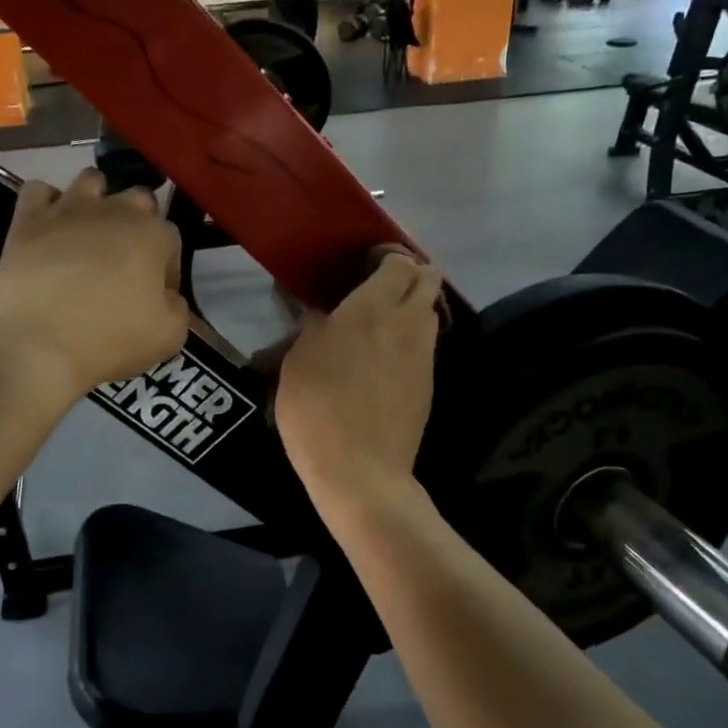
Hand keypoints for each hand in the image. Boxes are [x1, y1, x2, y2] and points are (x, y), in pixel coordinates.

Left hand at [0, 169, 188, 397]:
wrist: (37, 344)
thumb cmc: (109, 340)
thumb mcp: (170, 336)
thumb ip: (178, 306)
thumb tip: (166, 294)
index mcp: (154, 235)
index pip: (172, 238)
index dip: (165, 268)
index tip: (154, 295)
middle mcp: (115, 209)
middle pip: (138, 199)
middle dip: (137, 223)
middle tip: (124, 262)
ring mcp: (69, 208)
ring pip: (92, 180)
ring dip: (97, 200)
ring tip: (88, 234)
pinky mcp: (29, 217)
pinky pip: (39, 190)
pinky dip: (46, 204)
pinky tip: (49, 229)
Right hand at [275, 249, 442, 506]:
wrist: (361, 471)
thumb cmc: (317, 410)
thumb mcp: (297, 363)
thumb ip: (313, 328)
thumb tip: (323, 314)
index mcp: (370, 310)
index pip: (397, 263)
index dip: (385, 257)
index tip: (363, 265)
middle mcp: (406, 324)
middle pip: (427, 279)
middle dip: (410, 274)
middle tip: (378, 288)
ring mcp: (423, 355)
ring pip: (430, 312)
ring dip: (413, 307)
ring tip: (381, 324)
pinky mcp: (429, 383)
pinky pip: (425, 345)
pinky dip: (411, 339)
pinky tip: (385, 359)